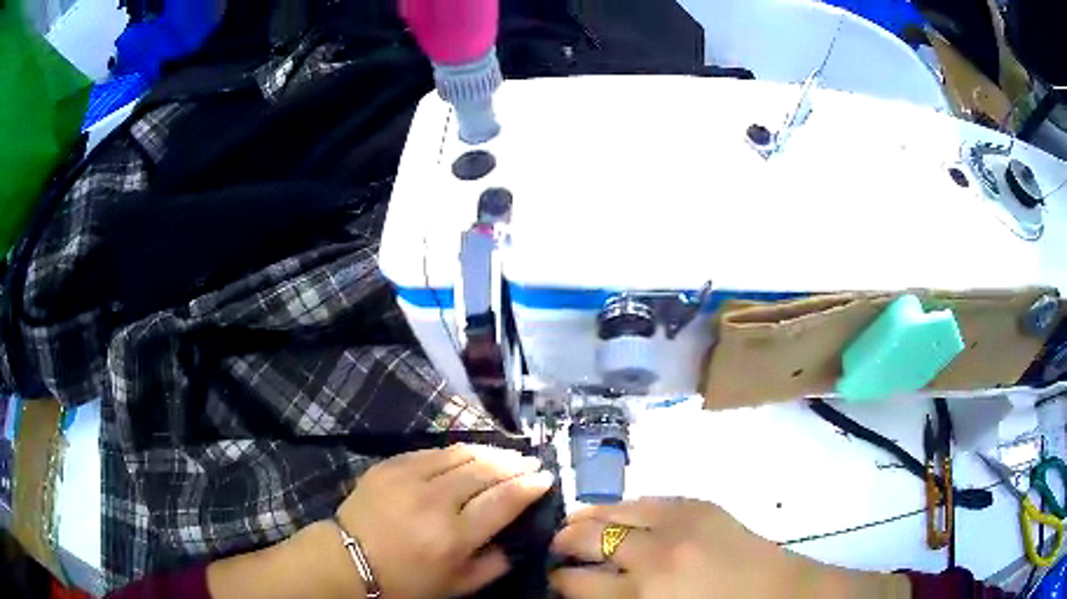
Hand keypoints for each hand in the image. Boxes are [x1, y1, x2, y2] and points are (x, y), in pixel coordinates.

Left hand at [337, 444, 554, 598]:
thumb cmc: (405, 581)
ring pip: (460, 453)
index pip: (504, 500)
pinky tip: (466, 456)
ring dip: (489, 452)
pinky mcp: (389, 465)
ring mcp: (409, 478)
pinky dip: (455, 452)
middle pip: (486, 470)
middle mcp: (435, 501)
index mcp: (454, 536)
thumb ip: (494, 565)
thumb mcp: (457, 586)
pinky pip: (431, 451)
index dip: (530, 485)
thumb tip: (517, 542)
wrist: (348, 560)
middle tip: (530, 462)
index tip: (545, 478)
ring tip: (505, 454)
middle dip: (515, 463)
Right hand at [549, 498, 909, 598]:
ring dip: (590, 516)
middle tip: (557, 548)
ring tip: (577, 523)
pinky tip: (622, 513)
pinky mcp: (701, 505)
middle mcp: (655, 553)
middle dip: (564, 542)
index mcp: (645, 593)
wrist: (782, 594)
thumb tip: (589, 590)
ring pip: (616, 509)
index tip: (553, 578)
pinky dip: (628, 506)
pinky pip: (651, 498)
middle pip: (589, 538)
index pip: (579, 582)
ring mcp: (680, 522)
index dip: (559, 580)